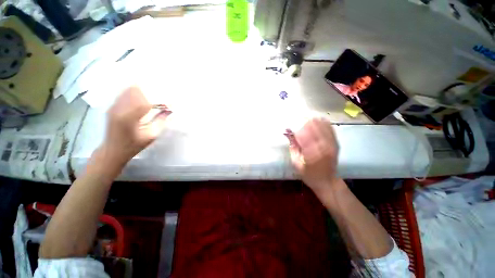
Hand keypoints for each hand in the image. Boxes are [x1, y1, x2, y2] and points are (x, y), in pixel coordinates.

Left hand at [102, 86, 170, 164]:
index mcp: (129, 119)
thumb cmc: (133, 146)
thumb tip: (169, 111)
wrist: (112, 150)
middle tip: (161, 99)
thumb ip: (160, 122)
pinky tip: (142, 97)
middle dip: (150, 94)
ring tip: (153, 97)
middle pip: (136, 92)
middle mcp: (119, 109)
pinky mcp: (111, 107)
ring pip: (129, 90)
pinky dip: (134, 93)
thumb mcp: (151, 136)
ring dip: (142, 92)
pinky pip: (124, 94)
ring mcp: (113, 107)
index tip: (168, 103)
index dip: (159, 101)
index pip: (146, 103)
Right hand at [285, 118, 339, 195]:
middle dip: (304, 123)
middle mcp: (323, 147)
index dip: (296, 130)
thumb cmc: (309, 175)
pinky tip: (318, 120)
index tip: (290, 127)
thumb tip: (288, 133)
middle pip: (314, 128)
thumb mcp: (296, 163)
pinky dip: (323, 123)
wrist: (327, 182)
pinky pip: (330, 129)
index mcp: (312, 154)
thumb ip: (292, 147)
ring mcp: (332, 145)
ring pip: (322, 126)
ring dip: (313, 121)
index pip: (303, 136)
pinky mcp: (336, 143)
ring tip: (306, 119)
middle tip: (297, 121)